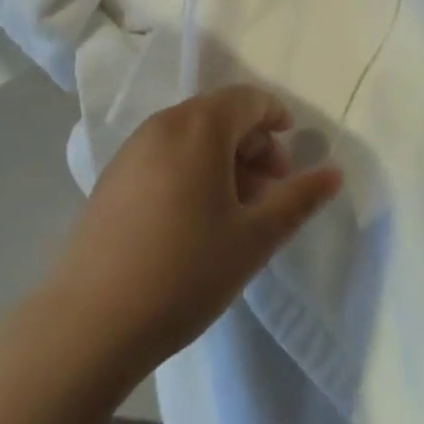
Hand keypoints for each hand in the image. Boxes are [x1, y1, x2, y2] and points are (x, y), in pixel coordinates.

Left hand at [47, 85, 342, 373]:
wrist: (88, 324)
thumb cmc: (184, 272)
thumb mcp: (253, 238)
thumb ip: (298, 199)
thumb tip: (335, 172)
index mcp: (199, 126)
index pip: (248, 99)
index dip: (276, 117)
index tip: (291, 155)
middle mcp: (164, 124)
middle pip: (219, 114)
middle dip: (252, 144)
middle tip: (270, 190)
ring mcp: (132, 149)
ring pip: (191, 136)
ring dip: (222, 159)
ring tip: (236, 210)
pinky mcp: (112, 178)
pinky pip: (164, 154)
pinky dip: (190, 169)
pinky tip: (194, 220)